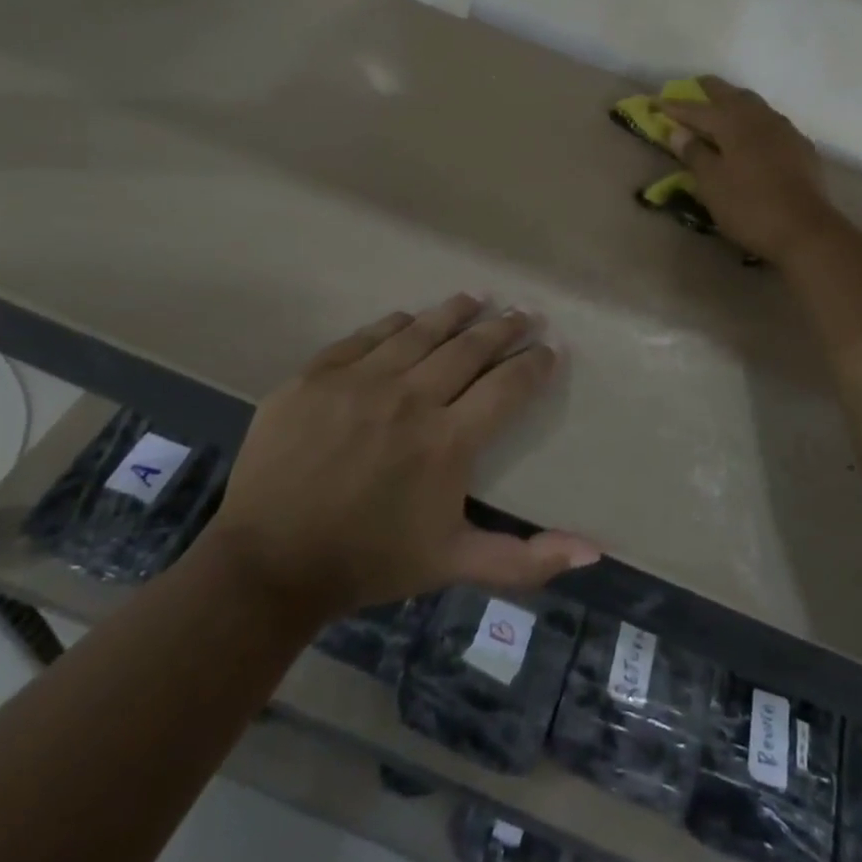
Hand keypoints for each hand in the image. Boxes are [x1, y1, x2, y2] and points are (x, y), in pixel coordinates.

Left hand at [201, 294, 597, 617]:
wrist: (268, 563)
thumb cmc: (369, 562)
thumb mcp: (453, 563)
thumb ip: (526, 560)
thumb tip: (594, 552)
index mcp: (448, 441)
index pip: (507, 386)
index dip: (534, 364)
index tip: (551, 347)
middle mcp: (411, 398)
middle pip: (469, 348)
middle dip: (504, 327)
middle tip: (524, 312)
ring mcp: (360, 381)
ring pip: (421, 331)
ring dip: (455, 312)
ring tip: (477, 297)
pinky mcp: (318, 374)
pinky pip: (367, 336)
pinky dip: (395, 323)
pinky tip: (409, 317)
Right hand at [660, 77, 838, 261]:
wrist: (806, 230)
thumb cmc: (749, 207)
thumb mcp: (712, 184)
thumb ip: (695, 153)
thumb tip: (678, 131)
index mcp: (733, 123)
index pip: (697, 109)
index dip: (675, 107)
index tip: (656, 103)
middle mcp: (760, 117)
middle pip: (730, 95)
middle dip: (708, 91)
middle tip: (692, 88)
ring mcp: (784, 130)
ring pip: (754, 105)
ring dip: (734, 102)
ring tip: (721, 107)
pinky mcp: (800, 147)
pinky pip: (771, 123)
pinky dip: (754, 120)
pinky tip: (753, 133)